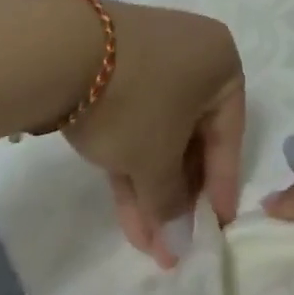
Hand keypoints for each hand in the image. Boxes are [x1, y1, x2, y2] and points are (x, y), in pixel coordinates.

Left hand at [62, 0, 244, 268]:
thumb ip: (171, 204)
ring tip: (145, 241)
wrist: (64, 50)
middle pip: (192, 133)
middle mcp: (192, 52)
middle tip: (173, 241)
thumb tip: (178, 244)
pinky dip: (132, 157)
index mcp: (220, 62)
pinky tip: (125, 206)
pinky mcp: (115, 64)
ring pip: (160, 128)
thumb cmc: (135, 101)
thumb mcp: (157, 161)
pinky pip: (135, 116)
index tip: (218, 228)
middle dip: (178, 192)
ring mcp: (150, 56)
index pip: (229, 133)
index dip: (222, 186)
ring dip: (152, 184)